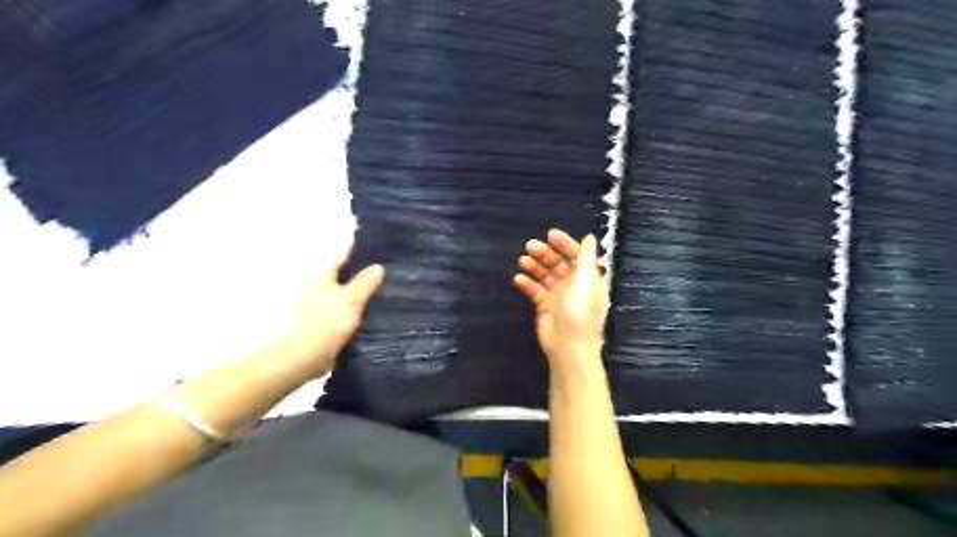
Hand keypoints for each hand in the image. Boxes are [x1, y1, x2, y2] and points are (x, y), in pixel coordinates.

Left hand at [280, 250, 383, 378]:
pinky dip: (353, 302)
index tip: (377, 247)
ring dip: (358, 287)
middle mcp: (315, 284)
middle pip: (342, 271)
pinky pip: (341, 303)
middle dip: (360, 269)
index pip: (341, 255)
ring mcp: (316, 301)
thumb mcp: (351, 300)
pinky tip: (368, 306)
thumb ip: (365, 282)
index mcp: (319, 275)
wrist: (306, 357)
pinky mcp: (321, 316)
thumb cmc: (327, 324)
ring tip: (381, 287)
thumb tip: (378, 267)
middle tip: (385, 268)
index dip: (358, 250)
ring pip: (342, 288)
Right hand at [516, 230, 604, 375]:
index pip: (576, 255)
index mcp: (587, 278)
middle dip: (544, 253)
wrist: (568, 347)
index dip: (564, 243)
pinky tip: (519, 279)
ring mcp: (558, 295)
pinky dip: (527, 284)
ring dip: (534, 266)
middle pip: (558, 263)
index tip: (550, 234)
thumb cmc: (580, 313)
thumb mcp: (585, 283)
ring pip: (544, 275)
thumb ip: (585, 259)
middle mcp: (573, 284)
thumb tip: (589, 237)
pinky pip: (535, 290)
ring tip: (522, 260)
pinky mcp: (544, 306)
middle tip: (530, 245)